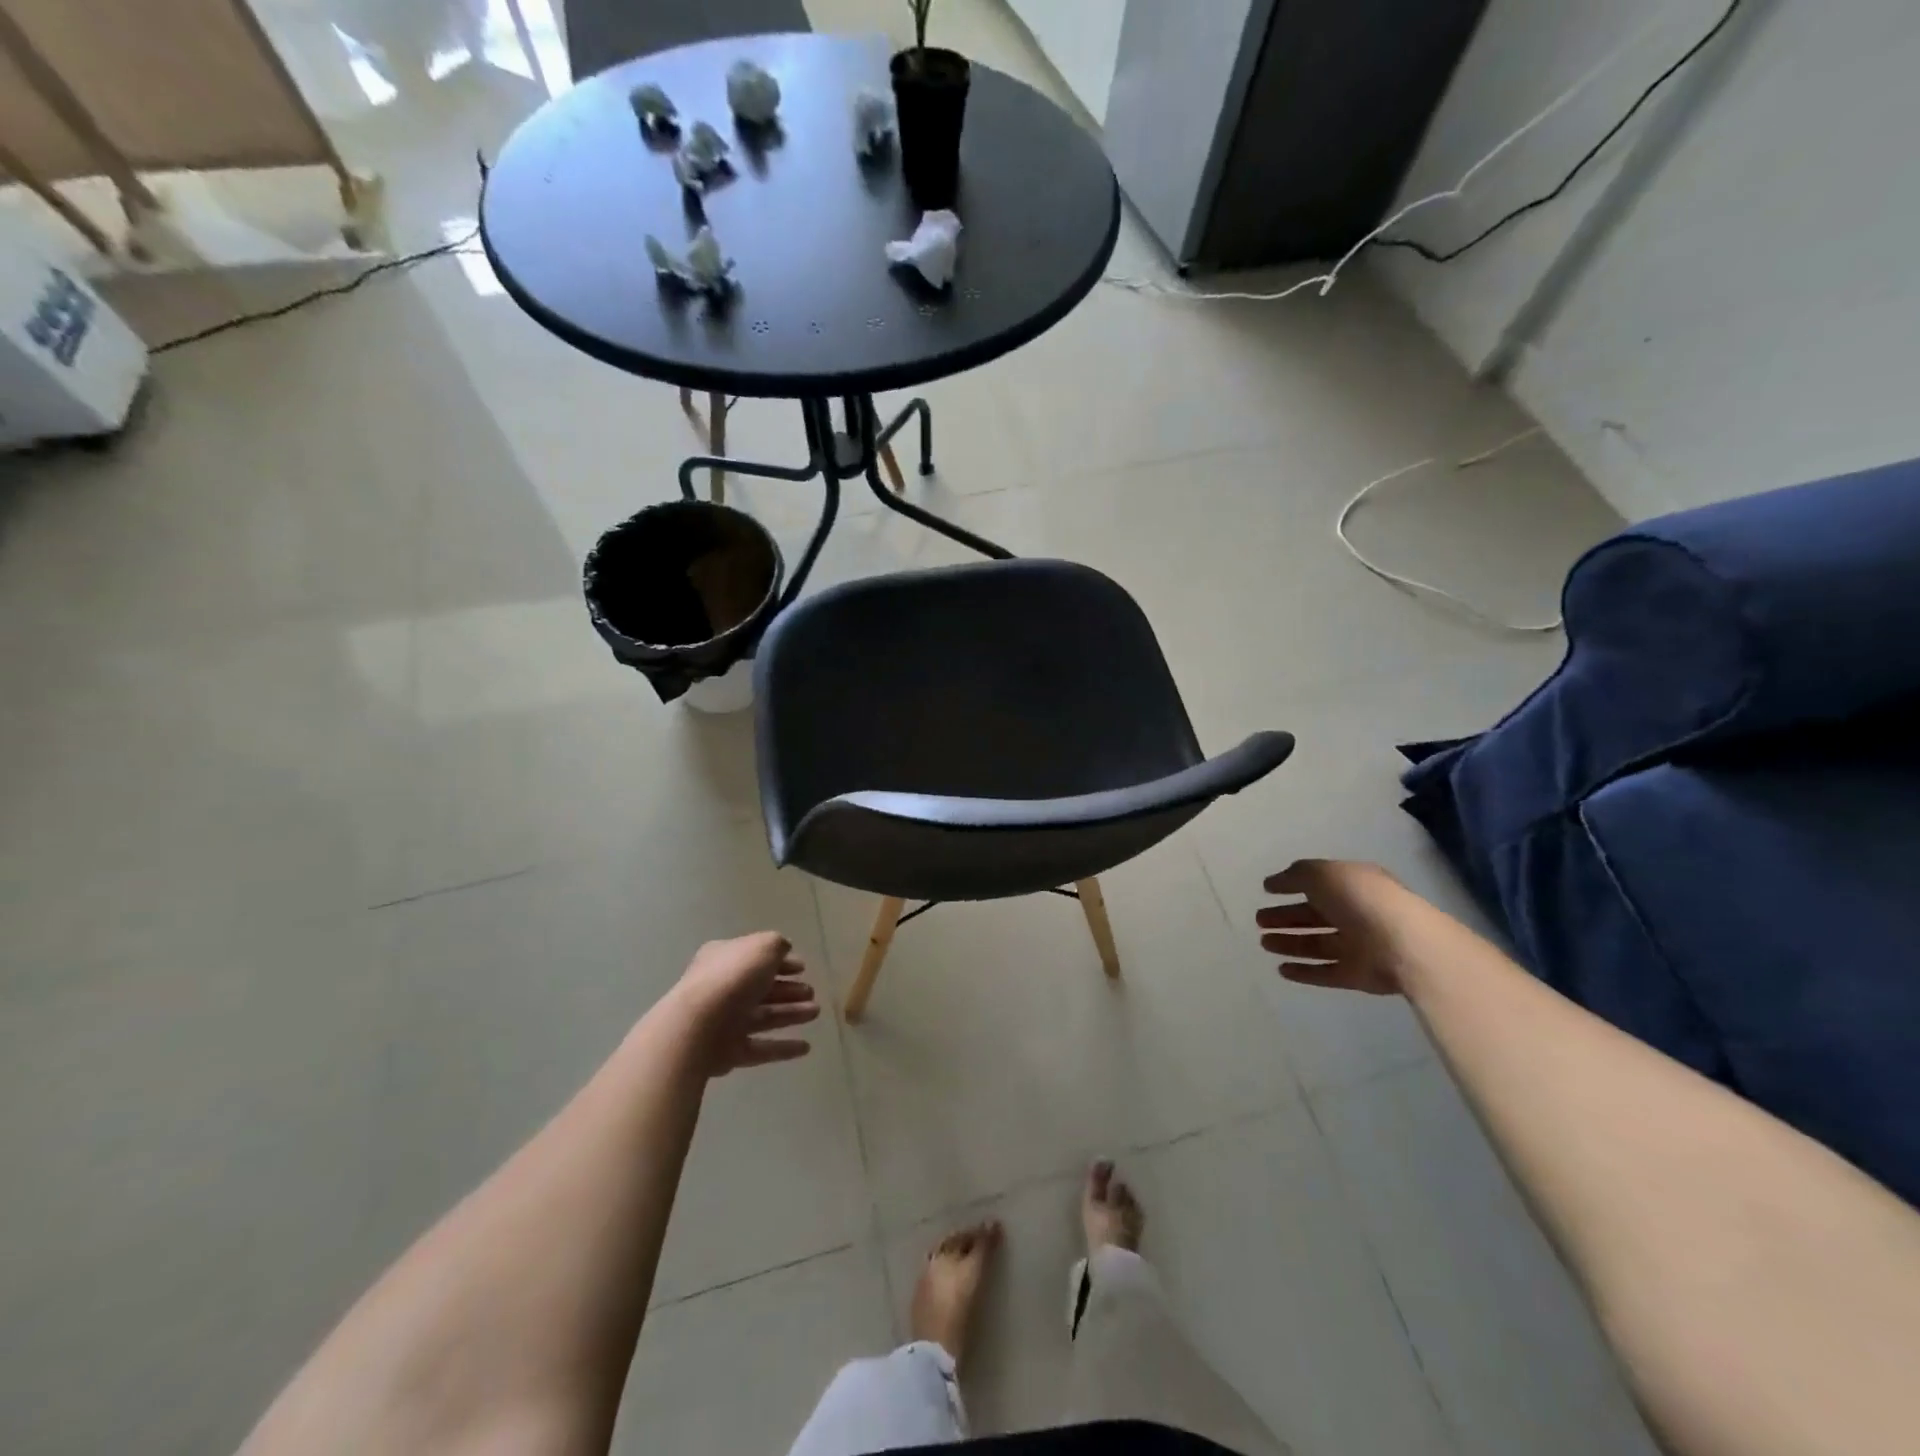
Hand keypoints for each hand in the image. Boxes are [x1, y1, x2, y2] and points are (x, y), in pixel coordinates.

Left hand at [670, 932, 820, 1076]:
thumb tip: (784, 951)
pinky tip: (806, 1047)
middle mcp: (723, 988)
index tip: (803, 967)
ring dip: (791, 1014)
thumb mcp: (762, 947)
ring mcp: (725, 1021)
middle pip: (761, 988)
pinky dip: (783, 1047)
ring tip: (815, 1013)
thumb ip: (777, 946)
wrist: (698, 1026)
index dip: (781, 961)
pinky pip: (761, 1048)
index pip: (756, 957)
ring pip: (764, 1016)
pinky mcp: (728, 1052)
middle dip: (788, 990)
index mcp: (725, 958)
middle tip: (811, 993)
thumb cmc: (733, 978)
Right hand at [1256, 860, 1406, 995]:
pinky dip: (1304, 972)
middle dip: (1287, 917)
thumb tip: (1275, 882)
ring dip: (1290, 943)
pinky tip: (1281, 970)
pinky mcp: (1359, 976)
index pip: (1318, 884)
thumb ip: (1296, 875)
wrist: (1404, 946)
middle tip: (1259, 920)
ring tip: (1264, 943)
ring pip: (1317, 944)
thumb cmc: (1360, 900)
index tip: (1267, 891)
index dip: (1292, 885)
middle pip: (1315, 915)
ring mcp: (1359, 946)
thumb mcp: (1322, 874)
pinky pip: (1326, 973)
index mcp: (1353, 885)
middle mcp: (1357, 914)